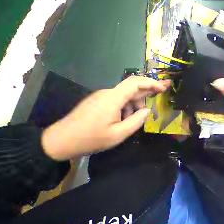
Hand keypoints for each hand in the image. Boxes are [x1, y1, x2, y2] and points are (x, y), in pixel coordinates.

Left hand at [42, 76, 169, 159]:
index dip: (151, 83)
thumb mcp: (118, 134)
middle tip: (163, 91)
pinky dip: (127, 108)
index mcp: (113, 98)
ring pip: (127, 96)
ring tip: (133, 120)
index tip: (162, 88)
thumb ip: (136, 121)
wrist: (61, 141)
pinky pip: (119, 101)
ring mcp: (103, 96)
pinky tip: (124, 120)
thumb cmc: (90, 139)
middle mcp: (109, 93)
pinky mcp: (100, 101)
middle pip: (133, 87)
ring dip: (135, 106)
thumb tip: (147, 111)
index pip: (135, 83)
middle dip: (149, 89)